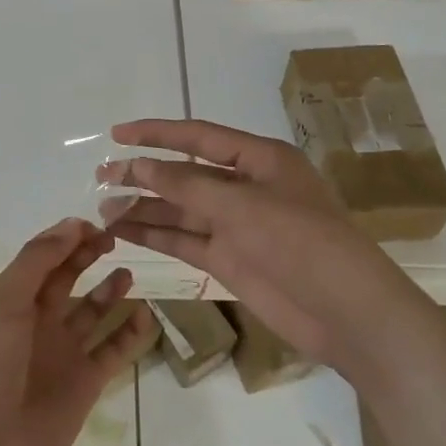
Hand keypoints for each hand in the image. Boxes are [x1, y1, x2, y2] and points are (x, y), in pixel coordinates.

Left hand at [0, 218, 154, 445]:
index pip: (42, 259)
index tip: (94, 225)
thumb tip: (71, 225)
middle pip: (66, 279)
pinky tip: (145, 314)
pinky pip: (113, 350)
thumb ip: (37, 262)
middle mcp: (37, 321)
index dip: (65, 239)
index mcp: (11, 300)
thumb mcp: (3, 303)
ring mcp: (62, 352)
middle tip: (113, 239)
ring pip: (92, 312)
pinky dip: (130, 333)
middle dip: (86, 256)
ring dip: (109, 291)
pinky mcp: (85, 383)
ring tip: (128, 273)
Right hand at [107, 119, 414, 367]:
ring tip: (101, 209)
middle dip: (143, 173)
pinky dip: (156, 235)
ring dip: (143, 207)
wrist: (345, 312)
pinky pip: (185, 240)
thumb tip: (140, 166)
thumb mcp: (242, 205)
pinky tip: (125, 232)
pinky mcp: (230, 259)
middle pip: (184, 174)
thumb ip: (187, 185)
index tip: (116, 135)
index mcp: (258, 159)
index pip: (198, 136)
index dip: (156, 133)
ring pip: (180, 209)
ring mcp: (236, 225)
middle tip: (100, 177)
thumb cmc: (300, 241)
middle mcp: (245, 187)